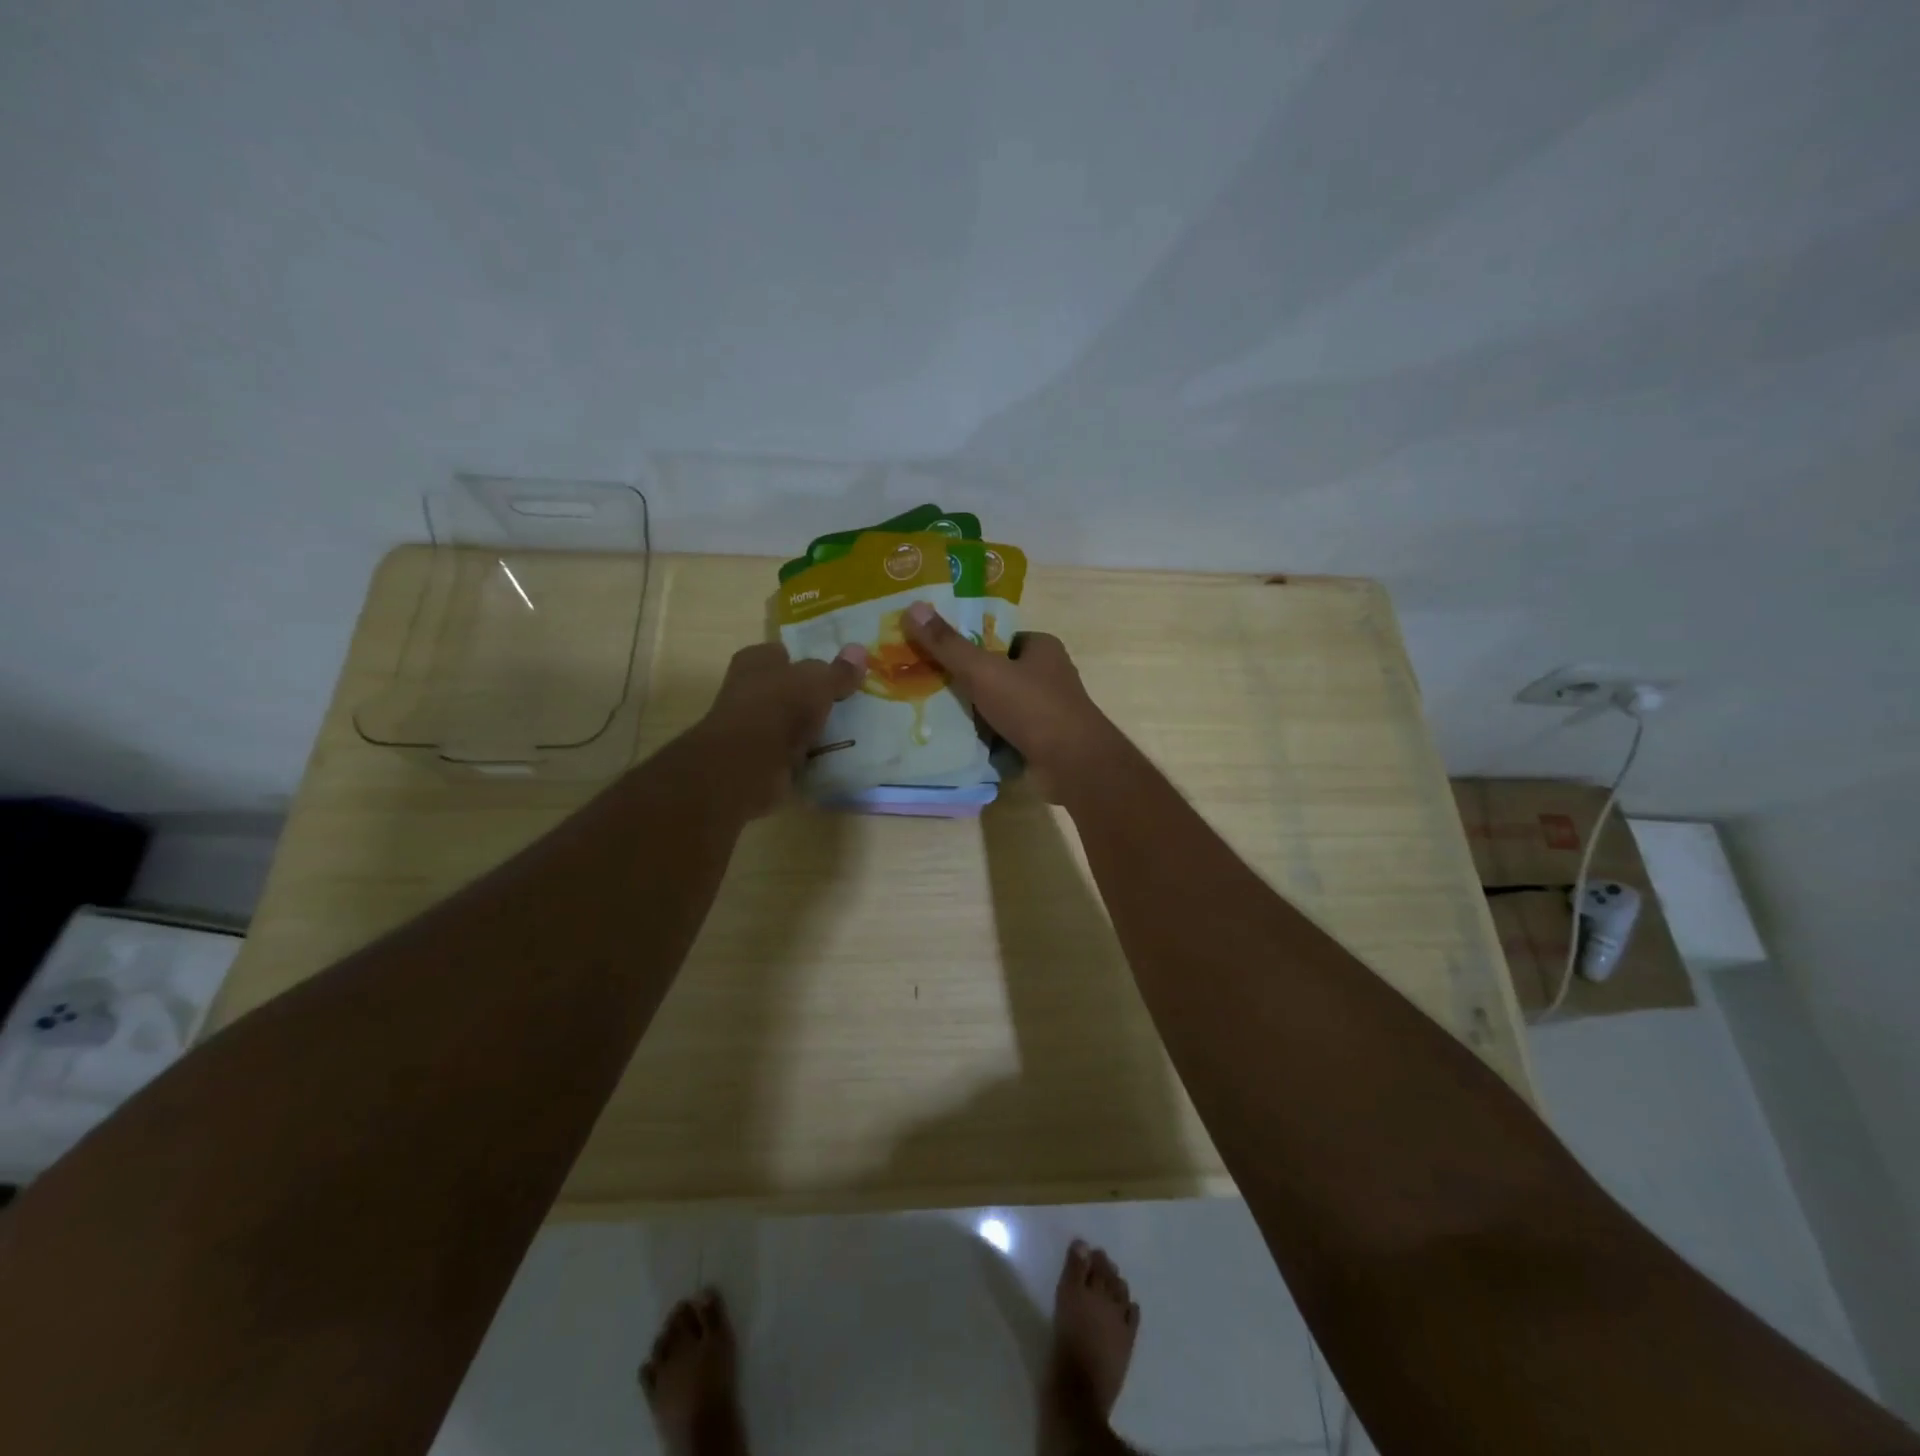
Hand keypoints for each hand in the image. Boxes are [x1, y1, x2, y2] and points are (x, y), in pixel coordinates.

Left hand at [691, 641, 866, 817]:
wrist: (749, 762)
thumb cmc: (780, 706)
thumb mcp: (819, 682)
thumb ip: (839, 671)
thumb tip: (859, 650)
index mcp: (755, 660)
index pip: (782, 653)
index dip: (806, 661)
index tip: (833, 674)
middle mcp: (747, 688)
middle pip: (785, 688)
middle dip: (808, 696)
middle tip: (844, 703)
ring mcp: (749, 726)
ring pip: (786, 721)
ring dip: (807, 728)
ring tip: (843, 731)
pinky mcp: (756, 758)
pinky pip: (787, 751)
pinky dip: (803, 754)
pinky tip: (827, 757)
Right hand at [902, 602, 1120, 800]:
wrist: (1072, 764)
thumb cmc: (1032, 707)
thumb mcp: (983, 670)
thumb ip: (948, 644)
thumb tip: (912, 607)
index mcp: (1043, 648)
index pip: (1000, 638)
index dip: (971, 645)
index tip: (938, 654)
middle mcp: (1049, 675)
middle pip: (998, 673)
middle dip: (969, 682)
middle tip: (929, 686)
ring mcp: (1048, 711)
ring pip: (1001, 705)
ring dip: (976, 713)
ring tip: (935, 715)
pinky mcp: (1044, 741)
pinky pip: (1007, 733)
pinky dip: (987, 738)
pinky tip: (959, 742)